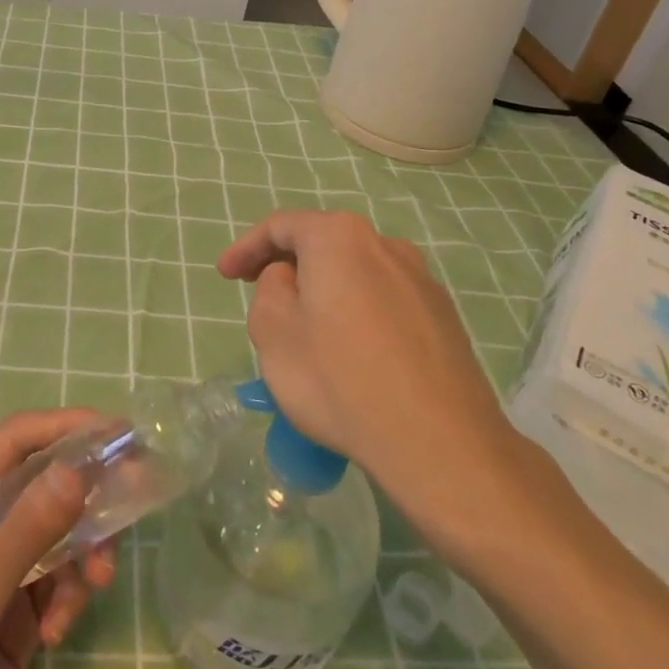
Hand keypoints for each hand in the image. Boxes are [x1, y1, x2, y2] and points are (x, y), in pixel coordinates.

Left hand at [0, 410, 117, 668]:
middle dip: (86, 496)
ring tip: (95, 586)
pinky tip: (57, 635)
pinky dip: (69, 598)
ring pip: (60, 534)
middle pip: (46, 484)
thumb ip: (28, 529)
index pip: (16, 441)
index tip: (117, 432)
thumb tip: (80, 468)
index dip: (65, 427)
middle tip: (132, 500)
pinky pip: (59, 582)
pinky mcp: (17, 613)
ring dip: (84, 554)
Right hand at [218, 211, 527, 513]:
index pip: (281, 226)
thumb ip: (270, 289)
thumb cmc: (339, 379)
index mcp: (339, 237)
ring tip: (306, 330)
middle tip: (260, 295)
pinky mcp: (443, 317)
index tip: (225, 275)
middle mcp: (385, 245)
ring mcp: (421, 280)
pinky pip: (385, 302)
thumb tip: (292, 279)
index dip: (246, 247)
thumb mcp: (273, 332)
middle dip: (287, 266)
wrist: (439, 442)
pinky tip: (352, 355)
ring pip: (356, 274)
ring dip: (325, 291)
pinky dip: (358, 314)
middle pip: (323, 244)